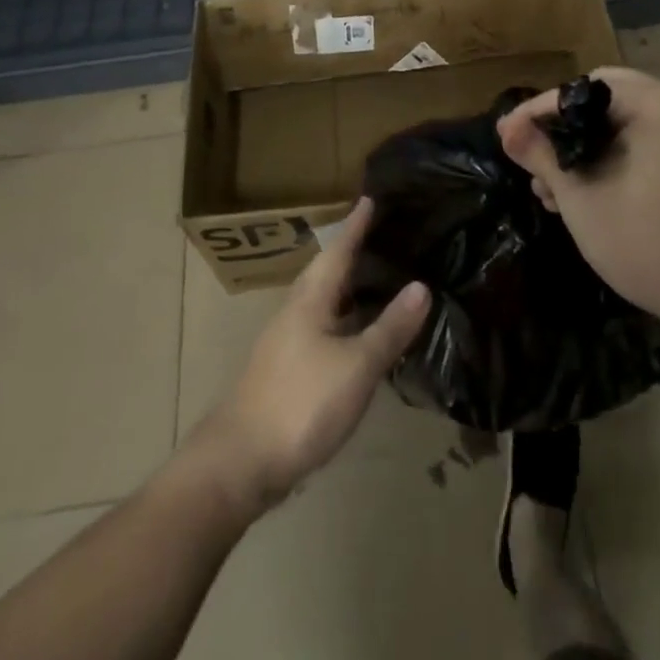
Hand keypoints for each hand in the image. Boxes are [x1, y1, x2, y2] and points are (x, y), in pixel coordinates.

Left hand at [189, 198, 430, 516]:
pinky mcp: (290, 369)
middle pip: (330, 271)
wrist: (238, 464)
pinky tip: (363, 332)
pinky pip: (325, 327)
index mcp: (311, 298)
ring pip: (326, 300)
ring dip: (351, 286)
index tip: (371, 196)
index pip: (339, 249)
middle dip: (355, 251)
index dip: (357, 224)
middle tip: (387, 233)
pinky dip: (347, 318)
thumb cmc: (300, 403)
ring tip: (382, 276)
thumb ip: (389, 328)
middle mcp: (298, 310)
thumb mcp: (356, 366)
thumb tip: (421, 286)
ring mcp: (290, 342)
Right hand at [497, 66, 659, 348]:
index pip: (584, 89)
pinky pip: (650, 145)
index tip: (506, 136)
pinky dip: (616, 161)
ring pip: (627, 126)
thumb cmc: (656, 246)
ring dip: (588, 148)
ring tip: (553, 190)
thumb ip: (543, 158)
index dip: (538, 111)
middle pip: (607, 101)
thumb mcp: (586, 202)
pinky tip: (591, 196)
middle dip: (564, 130)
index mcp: (659, 105)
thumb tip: (508, 130)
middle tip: (532, 160)